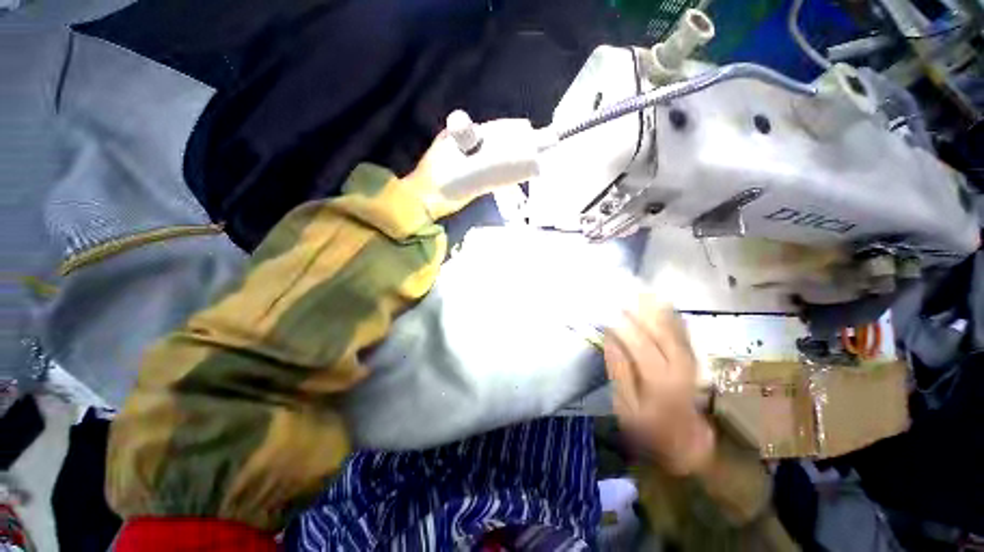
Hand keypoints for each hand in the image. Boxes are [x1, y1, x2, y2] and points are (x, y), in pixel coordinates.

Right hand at [604, 295, 714, 474]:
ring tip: (636, 290)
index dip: (620, 322)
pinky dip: (670, 314)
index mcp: (659, 379)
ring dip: (654, 306)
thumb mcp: (626, 406)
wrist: (689, 446)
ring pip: (672, 325)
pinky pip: (682, 330)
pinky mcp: (693, 359)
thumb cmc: (650, 430)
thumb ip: (619, 370)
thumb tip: (610, 338)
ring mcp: (689, 360)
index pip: (638, 341)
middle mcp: (678, 364)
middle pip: (658, 327)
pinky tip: (660, 302)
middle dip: (638, 307)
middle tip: (620, 291)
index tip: (604, 308)